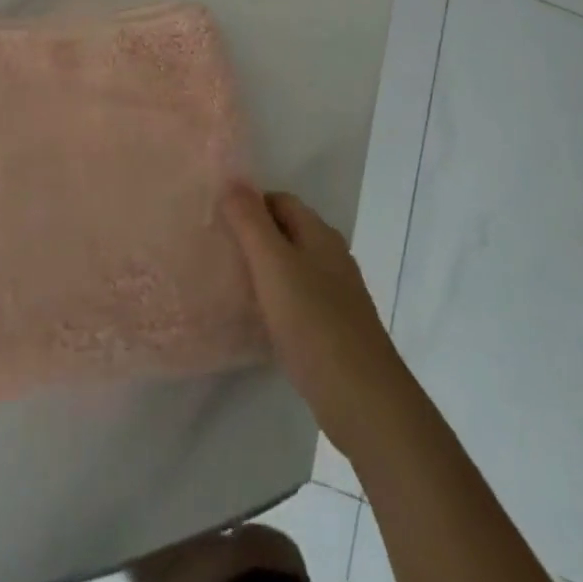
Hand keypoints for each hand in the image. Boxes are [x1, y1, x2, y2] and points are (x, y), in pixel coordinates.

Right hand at [222, 185, 415, 456]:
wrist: (365, 402)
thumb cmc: (315, 323)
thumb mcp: (273, 265)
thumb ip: (250, 222)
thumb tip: (231, 179)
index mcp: (320, 234)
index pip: (279, 200)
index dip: (248, 204)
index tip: (217, 220)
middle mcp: (332, 257)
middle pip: (287, 232)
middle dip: (254, 236)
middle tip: (217, 250)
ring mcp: (338, 295)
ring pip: (293, 267)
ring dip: (264, 270)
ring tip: (229, 282)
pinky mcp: (335, 330)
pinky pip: (299, 300)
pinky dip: (277, 301)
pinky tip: (257, 319)